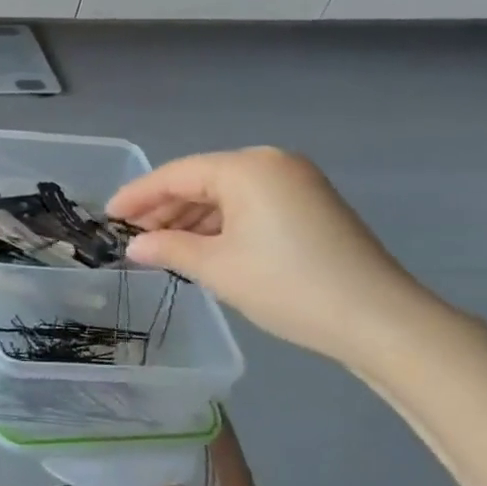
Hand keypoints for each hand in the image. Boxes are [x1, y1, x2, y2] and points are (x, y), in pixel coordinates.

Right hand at [107, 148, 432, 365]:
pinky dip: (220, 223)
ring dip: (190, 218)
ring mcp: (296, 184)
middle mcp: (272, 164)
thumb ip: (168, 249)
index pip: (176, 174)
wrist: (379, 320)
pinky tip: (200, 247)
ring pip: (225, 194)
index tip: (107, 216)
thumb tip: (134, 246)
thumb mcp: (216, 267)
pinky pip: (249, 205)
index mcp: (247, 168)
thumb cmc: (287, 285)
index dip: (137, 196)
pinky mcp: (310, 206)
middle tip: (131, 235)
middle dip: (164, 207)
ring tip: (160, 246)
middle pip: (201, 179)